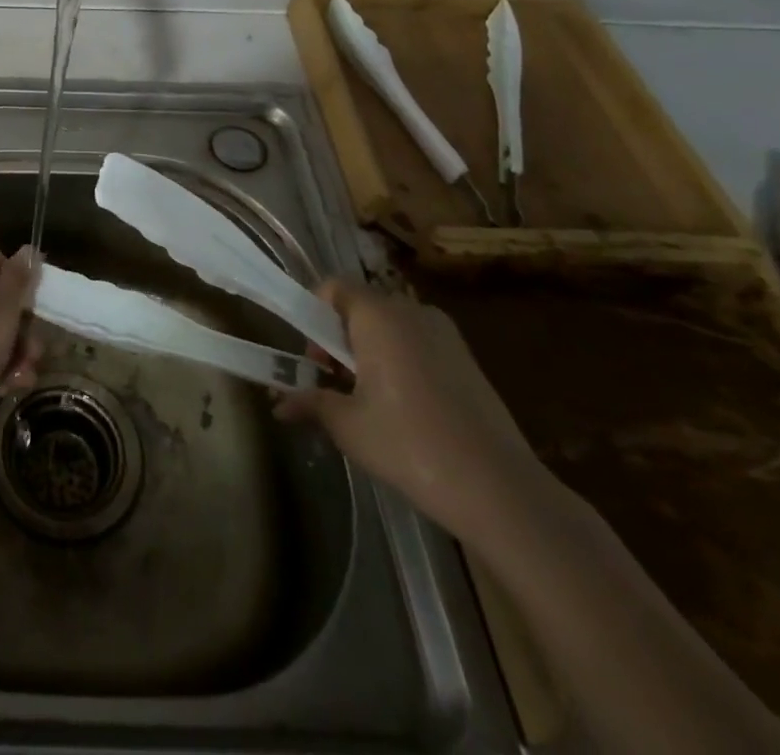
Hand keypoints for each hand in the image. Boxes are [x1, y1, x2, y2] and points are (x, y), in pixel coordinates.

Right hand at [274, 279, 547, 545]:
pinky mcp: (468, 359)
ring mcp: (445, 334)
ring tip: (369, 402)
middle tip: (335, 384)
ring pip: (390, 327)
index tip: (315, 360)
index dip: (313, 314)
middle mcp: (412, 312)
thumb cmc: (411, 446)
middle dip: (339, 339)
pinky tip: (405, 410)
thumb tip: (278, 405)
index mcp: (379, 316)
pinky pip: (417, 344)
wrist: (501, 491)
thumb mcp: (348, 426)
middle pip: (361, 307)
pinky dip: (399, 362)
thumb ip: (310, 403)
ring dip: (369, 352)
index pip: (333, 287)